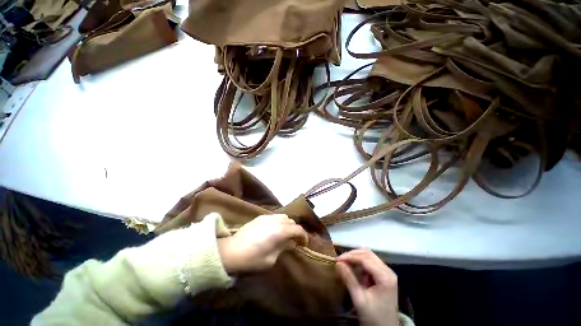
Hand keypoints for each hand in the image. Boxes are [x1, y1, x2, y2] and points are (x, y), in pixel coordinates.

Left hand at [217, 214, 307, 273]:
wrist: (230, 252)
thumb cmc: (253, 259)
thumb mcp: (271, 258)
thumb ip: (283, 248)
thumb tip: (290, 243)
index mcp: (280, 230)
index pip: (298, 230)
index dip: (304, 237)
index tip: (303, 245)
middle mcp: (274, 220)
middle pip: (291, 221)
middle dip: (295, 230)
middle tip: (294, 241)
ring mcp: (264, 217)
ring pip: (282, 217)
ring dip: (286, 225)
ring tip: (284, 236)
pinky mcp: (256, 218)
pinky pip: (272, 217)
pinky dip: (277, 223)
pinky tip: (274, 232)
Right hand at [337, 249, 398, 325]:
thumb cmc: (372, 314)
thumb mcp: (359, 299)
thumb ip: (349, 280)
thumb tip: (338, 264)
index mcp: (385, 276)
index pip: (367, 259)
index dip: (351, 257)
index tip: (335, 260)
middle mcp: (389, 271)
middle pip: (371, 256)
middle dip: (354, 255)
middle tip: (338, 261)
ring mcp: (388, 275)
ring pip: (372, 260)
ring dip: (358, 261)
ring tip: (343, 266)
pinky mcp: (385, 280)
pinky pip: (373, 268)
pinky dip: (362, 268)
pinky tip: (353, 273)